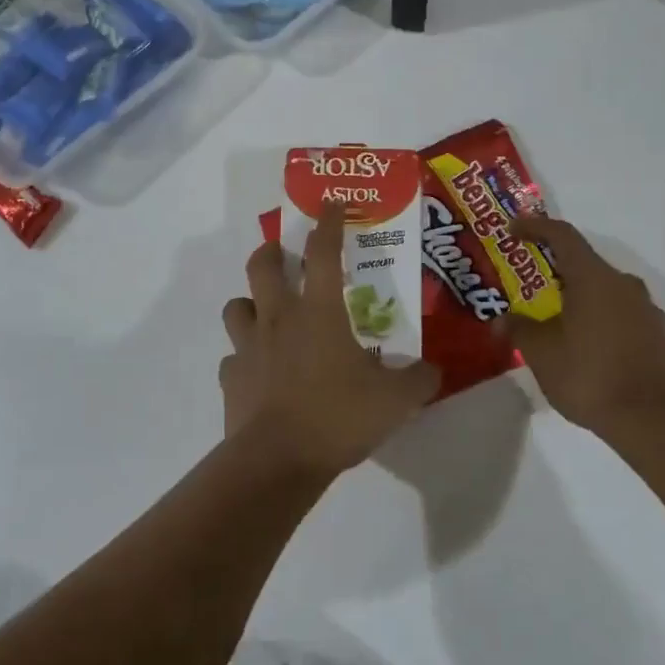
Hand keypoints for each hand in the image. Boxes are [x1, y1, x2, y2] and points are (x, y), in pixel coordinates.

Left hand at [220, 204, 441, 478]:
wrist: (278, 460)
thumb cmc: (338, 417)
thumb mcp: (394, 401)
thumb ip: (418, 380)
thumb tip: (433, 370)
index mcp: (319, 312)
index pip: (323, 252)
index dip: (329, 223)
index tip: (331, 203)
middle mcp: (278, 318)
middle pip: (262, 265)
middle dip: (272, 251)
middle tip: (284, 256)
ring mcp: (248, 347)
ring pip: (236, 306)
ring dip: (249, 304)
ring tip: (267, 316)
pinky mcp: (231, 377)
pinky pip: (233, 357)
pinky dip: (244, 358)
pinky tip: (259, 373)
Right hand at [502, 215, 664, 441]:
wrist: (651, 420)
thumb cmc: (588, 376)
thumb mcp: (541, 353)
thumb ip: (519, 329)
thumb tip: (501, 320)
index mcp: (594, 278)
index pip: (563, 236)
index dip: (535, 227)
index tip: (513, 229)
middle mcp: (624, 284)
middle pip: (584, 262)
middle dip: (554, 268)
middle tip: (528, 284)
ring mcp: (646, 309)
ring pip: (604, 289)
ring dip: (578, 295)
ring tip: (554, 318)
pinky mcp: (657, 334)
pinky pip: (620, 313)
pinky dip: (598, 317)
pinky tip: (584, 343)